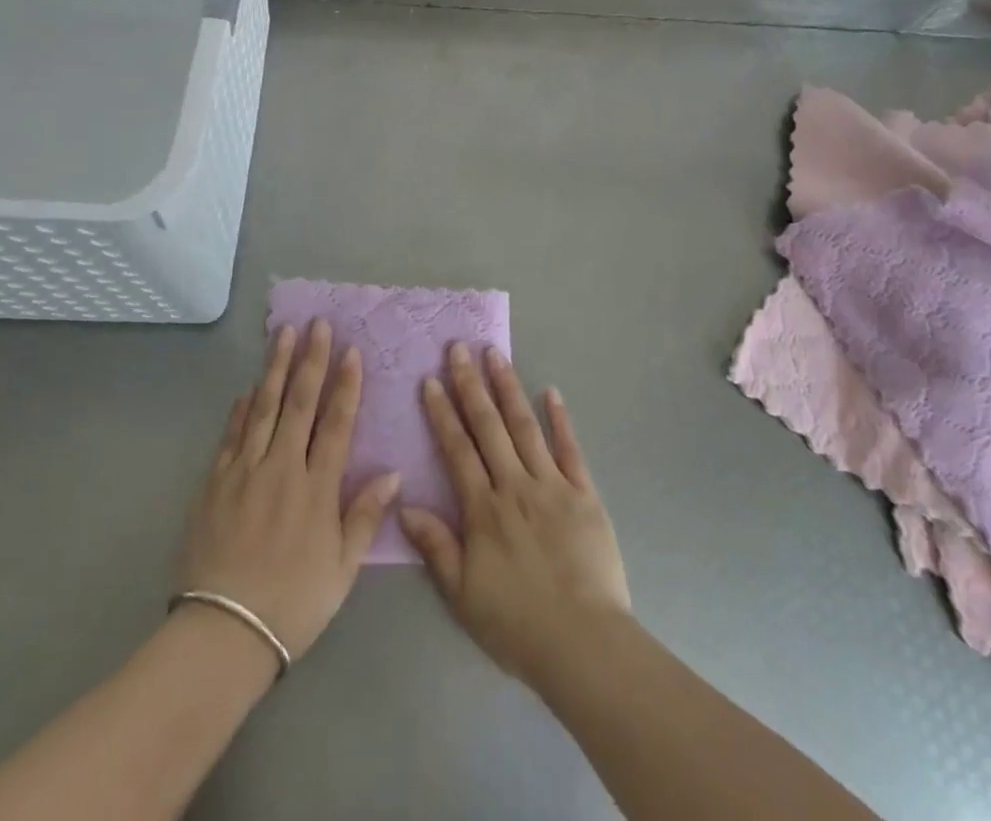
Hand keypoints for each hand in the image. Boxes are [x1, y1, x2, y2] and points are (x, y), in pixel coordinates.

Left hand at [178, 320, 400, 665]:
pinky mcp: (214, 482)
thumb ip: (365, 517)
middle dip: (311, 360)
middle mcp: (282, 468)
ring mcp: (244, 471)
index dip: (346, 384)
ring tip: (283, 334)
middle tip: (317, 324)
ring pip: (263, 407)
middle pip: (299, 402)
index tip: (351, 350)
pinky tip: (248, 387)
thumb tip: (393, 473)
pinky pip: (231, 434)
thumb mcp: (342, 570)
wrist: (222, 633)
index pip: (336, 423)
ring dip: (275, 367)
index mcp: (317, 488)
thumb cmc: (292, 604)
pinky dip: (241, 408)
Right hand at [400, 344, 630, 687]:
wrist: (584, 642)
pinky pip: (570, 449)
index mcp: (484, 509)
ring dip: (509, 388)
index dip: (443, 413)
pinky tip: (552, 392)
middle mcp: (515, 485)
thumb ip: (436, 546)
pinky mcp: (585, 494)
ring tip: (496, 355)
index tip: (432, 380)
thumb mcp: (463, 595)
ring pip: (525, 427)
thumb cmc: (517, 623)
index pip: (457, 449)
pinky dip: (561, 419)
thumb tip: (405, 505)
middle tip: (459, 348)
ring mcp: (552, 485)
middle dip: (471, 385)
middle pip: (489, 427)